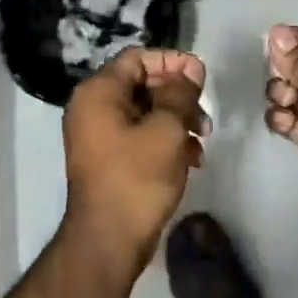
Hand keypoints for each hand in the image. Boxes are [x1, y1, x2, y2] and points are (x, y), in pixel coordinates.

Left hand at [62, 47, 208, 276]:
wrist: (109, 240)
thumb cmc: (137, 178)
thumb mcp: (167, 129)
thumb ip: (180, 93)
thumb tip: (189, 70)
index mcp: (99, 93)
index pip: (138, 58)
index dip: (172, 61)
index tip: (202, 76)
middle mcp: (92, 108)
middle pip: (142, 84)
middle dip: (178, 95)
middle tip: (205, 114)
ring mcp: (98, 136)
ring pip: (145, 112)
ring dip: (177, 119)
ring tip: (202, 139)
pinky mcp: (109, 160)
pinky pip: (140, 136)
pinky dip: (165, 140)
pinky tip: (192, 158)